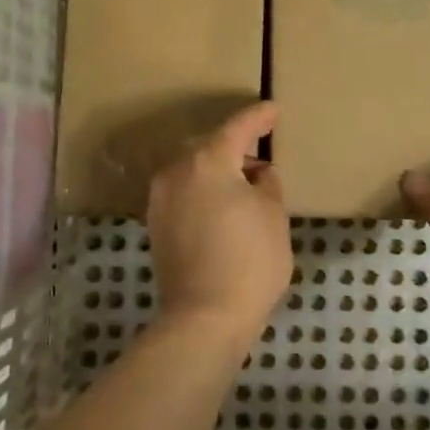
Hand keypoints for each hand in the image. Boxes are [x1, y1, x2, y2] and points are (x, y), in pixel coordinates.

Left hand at [147, 101, 291, 344]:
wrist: (204, 318)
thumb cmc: (249, 261)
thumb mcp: (274, 216)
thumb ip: (267, 184)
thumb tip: (257, 175)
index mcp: (208, 161)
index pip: (238, 127)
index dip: (259, 117)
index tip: (274, 110)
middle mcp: (177, 172)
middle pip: (211, 148)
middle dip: (237, 148)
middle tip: (262, 155)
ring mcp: (161, 199)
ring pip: (195, 171)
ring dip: (219, 172)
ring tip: (245, 186)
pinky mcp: (155, 225)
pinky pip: (184, 193)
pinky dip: (204, 192)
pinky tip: (223, 207)